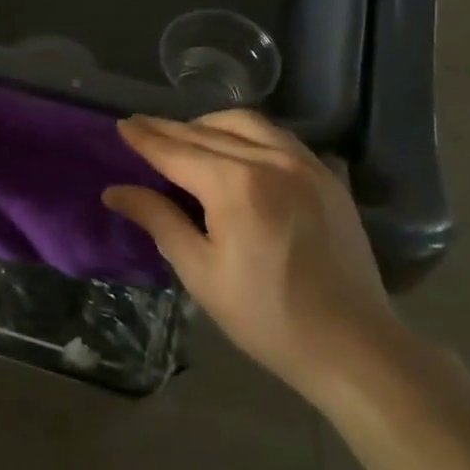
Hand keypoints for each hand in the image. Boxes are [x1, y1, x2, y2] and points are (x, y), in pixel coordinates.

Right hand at [103, 111, 396, 399]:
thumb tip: (115, 191)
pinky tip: (236, 147)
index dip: (146, 138)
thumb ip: (159, 221)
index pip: (177, 151)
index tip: (122, 125)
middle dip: (170, 129)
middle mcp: (270, 160)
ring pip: (246, 123)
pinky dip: (247, 133)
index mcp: (235, 185)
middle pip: (207, 132)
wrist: (354, 346)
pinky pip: (278, 136)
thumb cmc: (267, 316)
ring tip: (186, 135)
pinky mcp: (327, 175)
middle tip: (142, 126)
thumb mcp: (200, 272)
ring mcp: (304, 164)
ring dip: (209, 123)